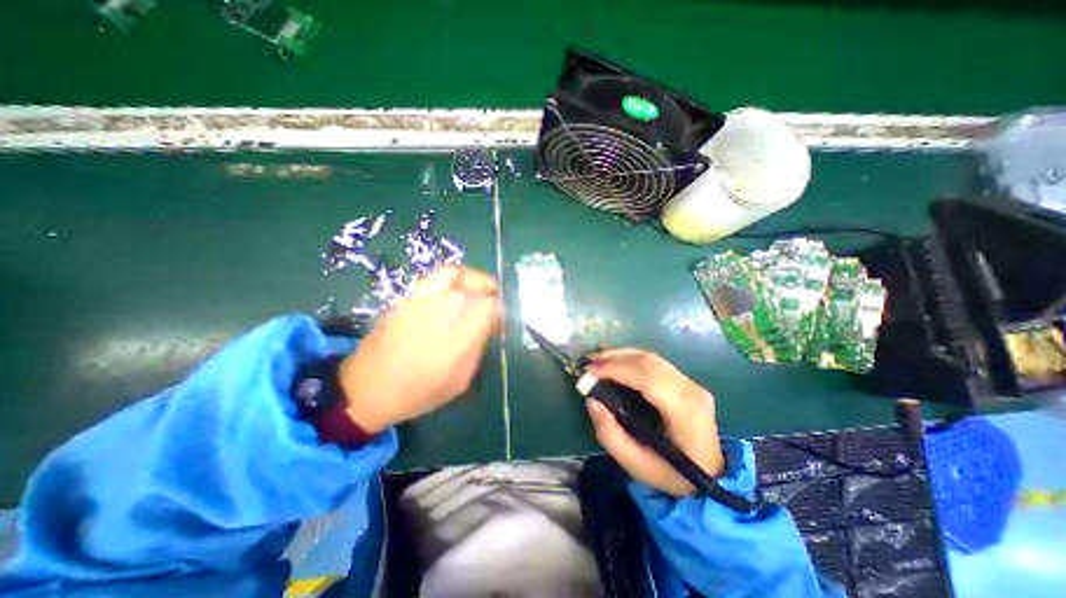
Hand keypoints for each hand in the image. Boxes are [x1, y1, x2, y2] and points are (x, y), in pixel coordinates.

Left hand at [341, 269, 505, 432]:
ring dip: (475, 280)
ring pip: (458, 275)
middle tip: (494, 305)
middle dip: (491, 294)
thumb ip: (478, 347)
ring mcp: (422, 299)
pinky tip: (457, 291)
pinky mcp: (409, 296)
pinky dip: (455, 278)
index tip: (502, 320)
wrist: (367, 387)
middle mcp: (441, 311)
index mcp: (457, 337)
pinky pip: (438, 276)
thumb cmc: (419, 390)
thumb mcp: (460, 379)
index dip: (501, 310)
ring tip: (480, 292)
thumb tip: (490, 324)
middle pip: (476, 287)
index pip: (490, 307)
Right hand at [583, 348, 723, 496]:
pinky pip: (655, 362)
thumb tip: (592, 401)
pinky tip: (616, 358)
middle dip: (614, 358)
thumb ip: (610, 434)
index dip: (616, 369)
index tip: (590, 370)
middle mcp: (691, 390)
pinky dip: (632, 357)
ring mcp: (691, 383)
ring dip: (621, 354)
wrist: (712, 477)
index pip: (647, 378)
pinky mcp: (686, 382)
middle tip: (588, 361)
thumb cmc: (672, 474)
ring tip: (597, 358)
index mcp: (684, 412)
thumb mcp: (636, 464)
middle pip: (648, 362)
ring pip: (651, 358)